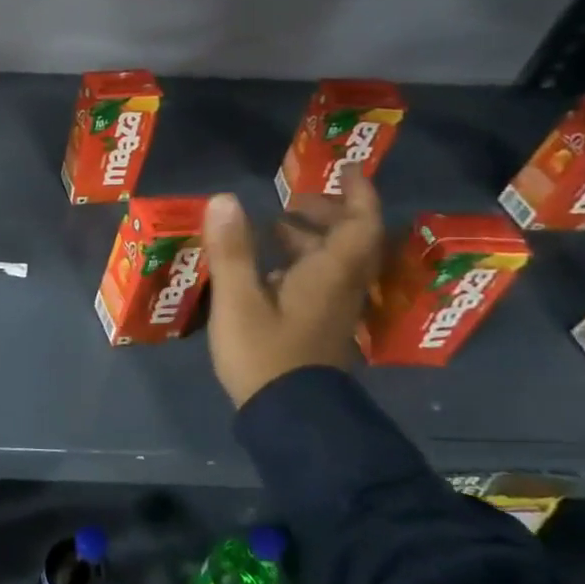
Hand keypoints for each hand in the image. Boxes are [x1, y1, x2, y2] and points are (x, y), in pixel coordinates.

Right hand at [203, 170, 385, 406]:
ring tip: (273, 227)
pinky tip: (267, 270)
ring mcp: (331, 310)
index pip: (360, 224)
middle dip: (327, 213)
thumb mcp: (238, 299)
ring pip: (333, 263)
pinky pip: (320, 282)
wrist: (290, 416)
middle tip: (293, 200)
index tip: (348, 168)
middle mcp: (339, 288)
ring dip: (311, 239)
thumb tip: (224, 198)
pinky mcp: (318, 327)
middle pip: (349, 241)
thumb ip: (231, 250)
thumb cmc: (265, 353)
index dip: (358, 193)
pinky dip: (300, 264)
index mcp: (329, 274)